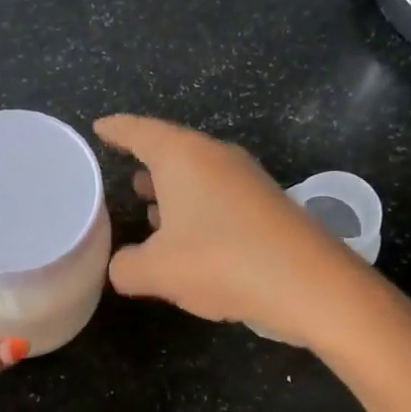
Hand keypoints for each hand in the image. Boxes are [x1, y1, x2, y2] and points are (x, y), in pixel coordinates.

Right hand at [94, 115, 372, 348]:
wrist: (310, 284)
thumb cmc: (221, 262)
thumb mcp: (156, 272)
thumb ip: (125, 267)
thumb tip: (122, 266)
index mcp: (183, 157)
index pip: (140, 132)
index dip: (117, 130)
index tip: (100, 127)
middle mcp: (216, 158)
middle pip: (173, 151)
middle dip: (146, 162)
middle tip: (122, 172)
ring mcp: (246, 180)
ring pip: (198, 176)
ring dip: (173, 190)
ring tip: (148, 208)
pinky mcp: (267, 206)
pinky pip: (218, 197)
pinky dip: (196, 210)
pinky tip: (188, 237)